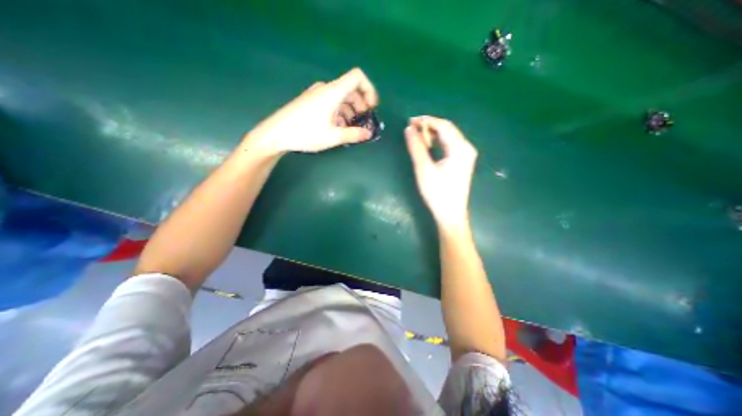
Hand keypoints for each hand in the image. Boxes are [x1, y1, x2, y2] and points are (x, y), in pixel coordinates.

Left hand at [245, 67, 379, 156]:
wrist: (276, 134)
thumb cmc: (305, 133)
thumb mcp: (333, 137)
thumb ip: (353, 135)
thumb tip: (368, 134)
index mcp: (333, 92)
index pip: (357, 77)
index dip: (369, 90)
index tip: (371, 108)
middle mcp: (326, 89)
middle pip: (351, 89)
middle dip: (361, 105)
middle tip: (363, 122)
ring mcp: (317, 94)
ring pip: (341, 98)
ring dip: (350, 111)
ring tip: (351, 129)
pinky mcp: (311, 102)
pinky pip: (331, 103)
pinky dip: (340, 113)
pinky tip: (338, 128)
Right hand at [403, 115, 477, 229]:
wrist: (450, 214)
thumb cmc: (437, 193)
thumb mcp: (424, 168)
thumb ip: (416, 147)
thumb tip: (409, 129)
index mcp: (460, 148)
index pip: (443, 125)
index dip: (426, 120)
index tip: (410, 121)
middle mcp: (466, 148)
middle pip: (447, 129)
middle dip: (429, 126)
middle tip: (411, 128)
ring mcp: (466, 155)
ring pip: (448, 137)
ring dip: (433, 135)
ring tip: (417, 137)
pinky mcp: (462, 162)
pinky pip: (450, 145)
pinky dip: (438, 143)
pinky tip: (428, 147)